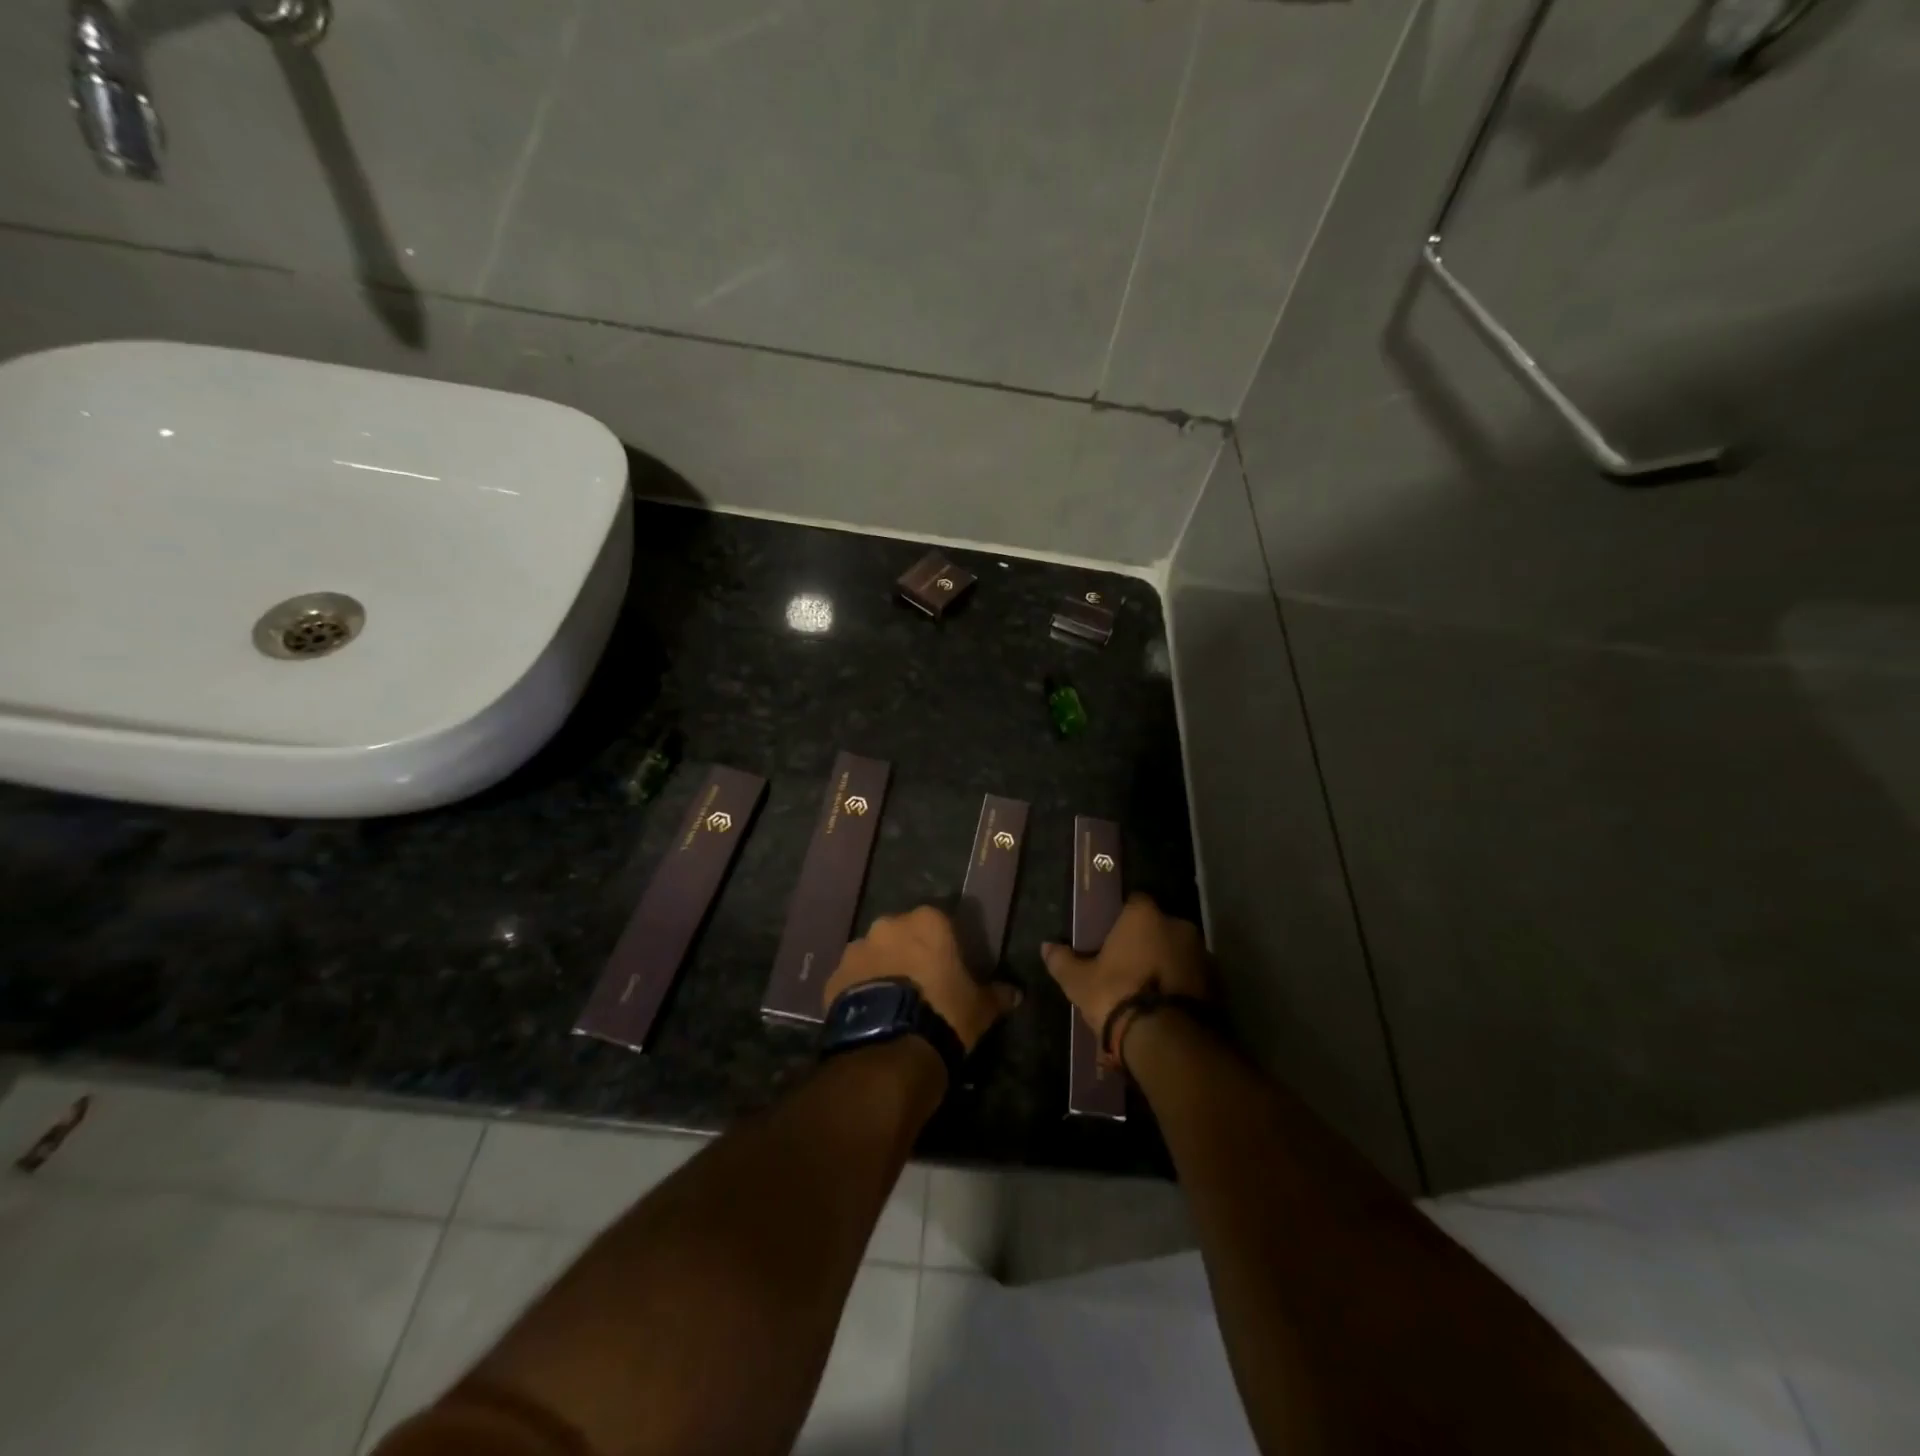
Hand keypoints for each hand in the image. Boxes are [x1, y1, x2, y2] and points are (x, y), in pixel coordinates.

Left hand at [822, 905, 1021, 1053]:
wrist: (890, 1048)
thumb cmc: (943, 1014)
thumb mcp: (979, 1008)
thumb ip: (996, 995)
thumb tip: (1016, 994)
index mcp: (926, 921)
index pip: (939, 922)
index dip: (944, 944)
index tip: (948, 966)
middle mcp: (888, 925)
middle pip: (902, 933)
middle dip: (908, 952)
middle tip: (920, 983)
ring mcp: (856, 950)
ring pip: (873, 954)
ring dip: (882, 969)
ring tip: (893, 1002)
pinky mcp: (834, 977)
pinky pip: (851, 979)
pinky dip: (860, 990)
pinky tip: (872, 1015)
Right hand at [1041, 893, 1211, 1061]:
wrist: (1165, 1039)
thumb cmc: (1117, 995)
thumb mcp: (1079, 981)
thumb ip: (1062, 960)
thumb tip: (1046, 947)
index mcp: (1144, 915)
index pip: (1134, 902)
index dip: (1122, 919)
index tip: (1112, 938)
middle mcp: (1178, 925)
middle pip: (1159, 926)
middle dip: (1148, 941)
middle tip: (1129, 966)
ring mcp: (1201, 954)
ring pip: (1179, 951)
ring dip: (1167, 963)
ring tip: (1149, 990)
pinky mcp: (1217, 983)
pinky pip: (1193, 976)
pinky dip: (1182, 984)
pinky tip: (1167, 1005)